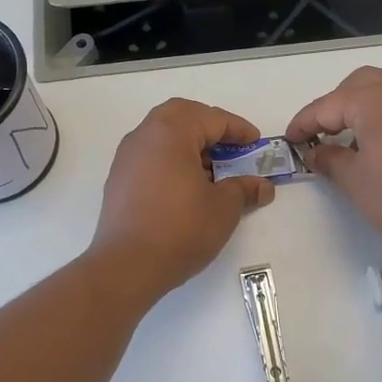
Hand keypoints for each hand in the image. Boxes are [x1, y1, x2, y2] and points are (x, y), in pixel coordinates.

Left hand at [88, 99, 275, 302]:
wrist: (127, 266)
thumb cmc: (181, 229)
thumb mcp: (223, 208)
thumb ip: (244, 189)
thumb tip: (262, 186)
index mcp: (171, 132)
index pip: (211, 118)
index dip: (238, 129)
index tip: (255, 143)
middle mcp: (144, 136)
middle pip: (181, 115)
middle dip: (209, 126)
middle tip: (231, 146)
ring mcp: (126, 158)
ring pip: (162, 134)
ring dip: (189, 143)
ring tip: (212, 170)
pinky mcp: (119, 180)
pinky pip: (150, 156)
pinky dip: (172, 160)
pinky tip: (187, 187)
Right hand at [285, 67, 381, 253]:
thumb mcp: (354, 181)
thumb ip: (329, 160)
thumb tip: (315, 152)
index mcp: (372, 99)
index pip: (326, 106)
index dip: (303, 124)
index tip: (289, 141)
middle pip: (356, 85)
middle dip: (333, 106)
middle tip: (319, 135)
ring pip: (381, 91)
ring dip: (359, 109)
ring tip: (347, 142)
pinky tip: (378, 148)